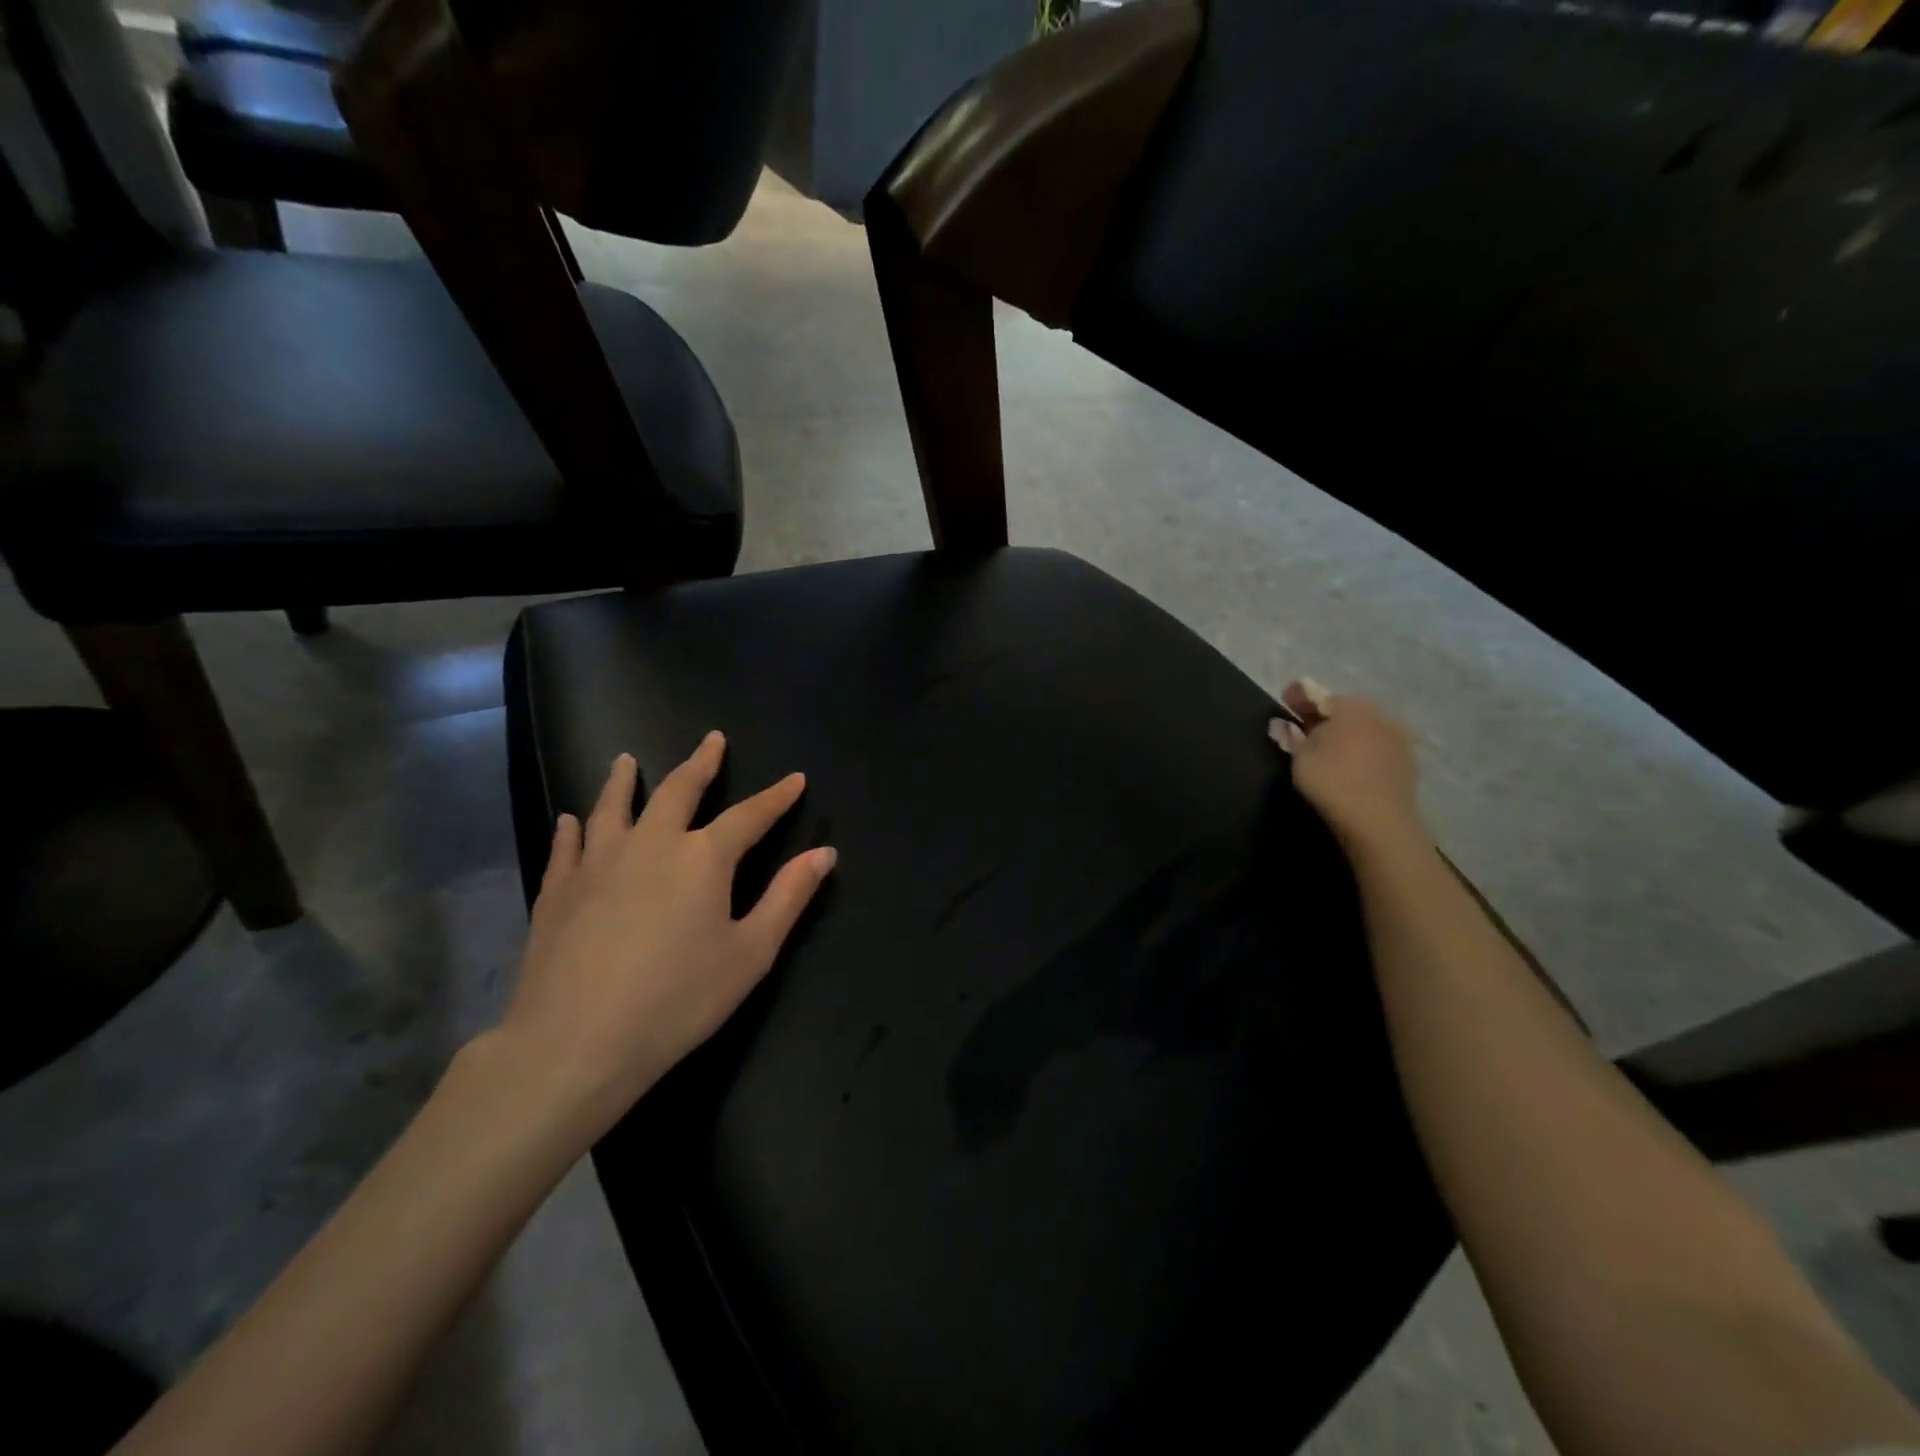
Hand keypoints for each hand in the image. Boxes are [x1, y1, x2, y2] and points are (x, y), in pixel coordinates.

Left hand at [493, 731, 835, 1142]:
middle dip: (701, 763)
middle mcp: (651, 844)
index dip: (776, 797)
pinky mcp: (558, 890)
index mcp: (703, 858)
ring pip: (613, 806)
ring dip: (624, 780)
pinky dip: (573, 828)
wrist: (576, 1043)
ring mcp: (598, 863)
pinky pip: (567, 846)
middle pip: (679, 791)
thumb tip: (825, 853)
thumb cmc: (679, 999)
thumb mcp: (751, 953)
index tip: (795, 779)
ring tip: (627, 760)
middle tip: (712, 740)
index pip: (750, 816)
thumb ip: (788, 897)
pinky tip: (571, 820)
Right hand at [1270, 678, 1424, 851]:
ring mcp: (1397, 738)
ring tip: (1326, 747)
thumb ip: (1290, 737)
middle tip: (1302, 726)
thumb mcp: (1300, 757)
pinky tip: (1349, 763)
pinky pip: (1376, 747)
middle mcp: (1379, 715)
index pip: (1318, 695)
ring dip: (1344, 733)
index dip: (1298, 696)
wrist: (1379, 820)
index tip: (1284, 700)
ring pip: (1362, 728)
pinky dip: (1360, 749)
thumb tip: (1281, 724)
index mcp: (1351, 707)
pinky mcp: (1407, 762)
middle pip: (1344, 710)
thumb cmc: (1331, 780)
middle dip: (1323, 716)